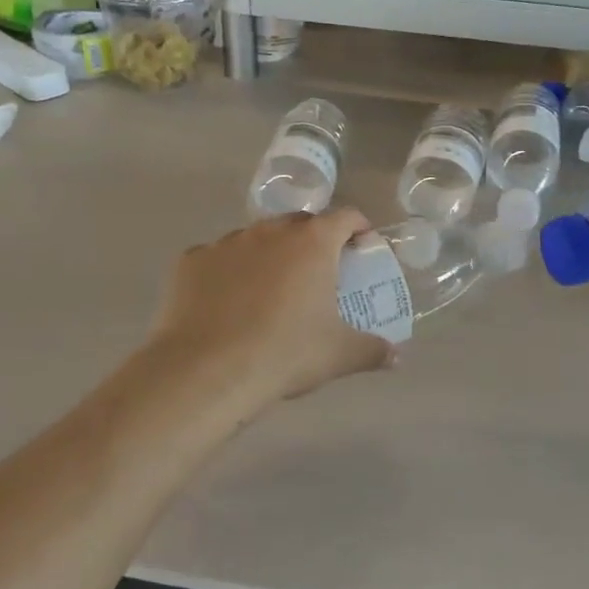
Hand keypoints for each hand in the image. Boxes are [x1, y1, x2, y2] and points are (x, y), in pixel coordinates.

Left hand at [147, 209, 394, 411]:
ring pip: (256, 238)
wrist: (208, 371)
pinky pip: (218, 259)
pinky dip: (228, 272)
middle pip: (299, 223)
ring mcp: (227, 242)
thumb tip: (397, 356)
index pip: (344, 217)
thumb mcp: (339, 355)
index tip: (361, 246)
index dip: (357, 228)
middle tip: (317, 272)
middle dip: (312, 240)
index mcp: (312, 243)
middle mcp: (270, 231)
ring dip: (268, 254)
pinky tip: (227, 303)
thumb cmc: (286, 353)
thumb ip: (372, 350)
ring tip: (269, 289)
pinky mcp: (192, 261)